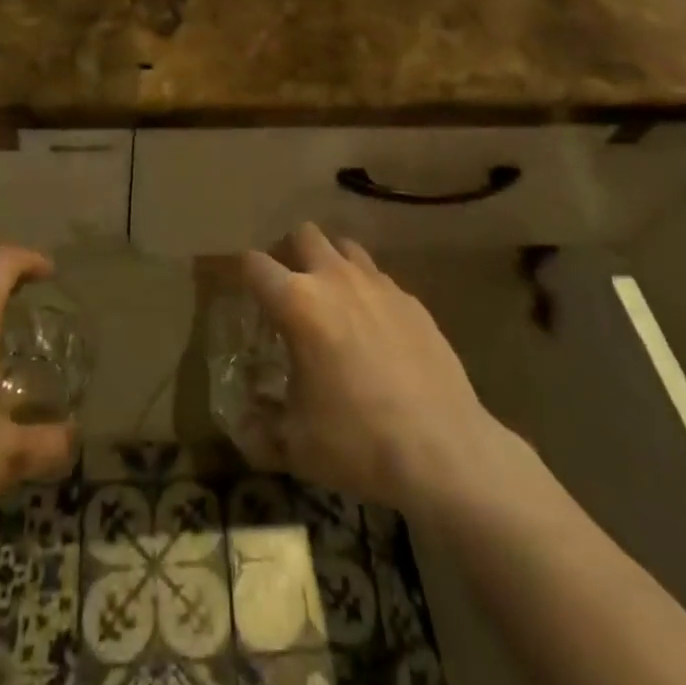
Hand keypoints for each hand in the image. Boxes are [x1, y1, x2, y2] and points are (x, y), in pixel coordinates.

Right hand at [237, 223, 532, 518]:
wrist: (444, 450)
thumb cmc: (358, 442)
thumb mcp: (296, 445)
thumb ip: (259, 428)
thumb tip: (241, 423)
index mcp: (298, 303)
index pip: (254, 264)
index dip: (242, 273)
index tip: (241, 291)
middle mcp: (335, 279)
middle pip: (303, 234)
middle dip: (289, 253)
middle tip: (288, 288)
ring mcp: (378, 284)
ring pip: (344, 247)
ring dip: (329, 263)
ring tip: (331, 300)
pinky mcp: (411, 299)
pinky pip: (378, 277)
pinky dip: (366, 291)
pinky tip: (373, 329)